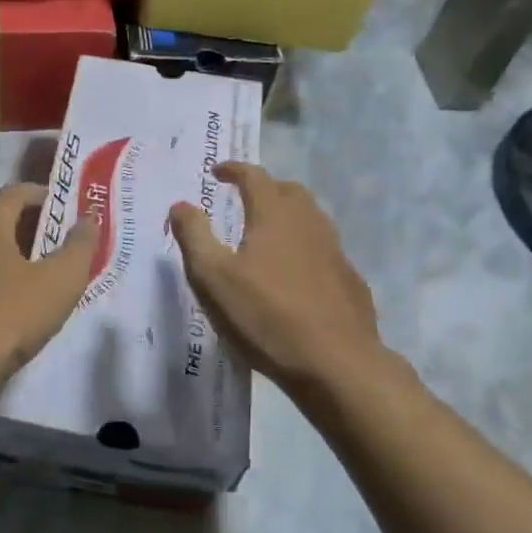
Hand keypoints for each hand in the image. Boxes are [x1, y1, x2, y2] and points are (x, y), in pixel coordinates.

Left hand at [0, 183, 97, 383]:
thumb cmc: (9, 316)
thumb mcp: (60, 282)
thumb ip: (79, 247)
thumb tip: (88, 220)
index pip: (15, 191)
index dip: (42, 194)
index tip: (63, 209)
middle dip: (21, 222)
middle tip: (49, 240)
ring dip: (2, 250)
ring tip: (29, 272)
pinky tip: (1, 301)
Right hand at [169, 163, 390, 400]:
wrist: (336, 363)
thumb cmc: (266, 316)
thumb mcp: (212, 277)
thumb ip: (194, 236)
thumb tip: (181, 205)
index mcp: (275, 215)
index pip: (254, 176)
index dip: (234, 169)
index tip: (217, 171)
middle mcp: (309, 223)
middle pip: (288, 191)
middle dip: (264, 188)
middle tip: (243, 200)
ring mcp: (336, 251)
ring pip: (311, 219)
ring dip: (287, 216)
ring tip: (267, 235)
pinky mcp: (350, 280)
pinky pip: (323, 250)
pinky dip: (304, 248)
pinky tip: (295, 274)